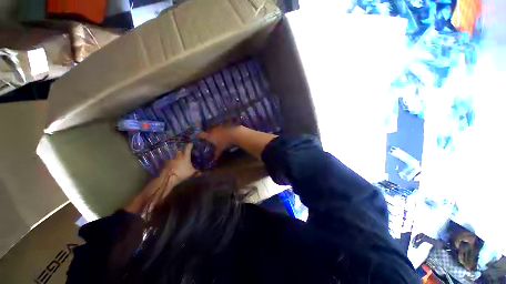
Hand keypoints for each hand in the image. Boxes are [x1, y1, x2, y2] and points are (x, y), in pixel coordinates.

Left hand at [164, 143, 196, 180]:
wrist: (169, 177)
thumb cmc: (182, 173)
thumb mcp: (192, 173)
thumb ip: (197, 171)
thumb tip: (202, 172)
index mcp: (185, 156)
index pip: (188, 148)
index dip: (190, 145)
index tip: (192, 144)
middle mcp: (179, 156)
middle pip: (181, 151)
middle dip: (183, 151)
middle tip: (186, 154)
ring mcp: (173, 159)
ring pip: (176, 155)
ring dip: (178, 157)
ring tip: (180, 160)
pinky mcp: (168, 163)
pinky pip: (172, 160)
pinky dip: (174, 161)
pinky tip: (175, 165)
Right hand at [198, 125, 239, 158]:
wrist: (235, 134)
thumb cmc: (225, 142)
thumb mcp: (220, 149)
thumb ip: (217, 154)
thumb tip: (214, 159)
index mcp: (209, 136)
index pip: (201, 135)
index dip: (198, 135)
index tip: (196, 136)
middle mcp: (213, 130)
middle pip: (208, 131)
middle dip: (208, 134)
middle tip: (208, 138)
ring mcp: (219, 127)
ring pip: (215, 129)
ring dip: (215, 132)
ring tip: (216, 136)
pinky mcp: (225, 125)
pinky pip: (221, 128)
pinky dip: (221, 131)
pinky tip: (223, 133)